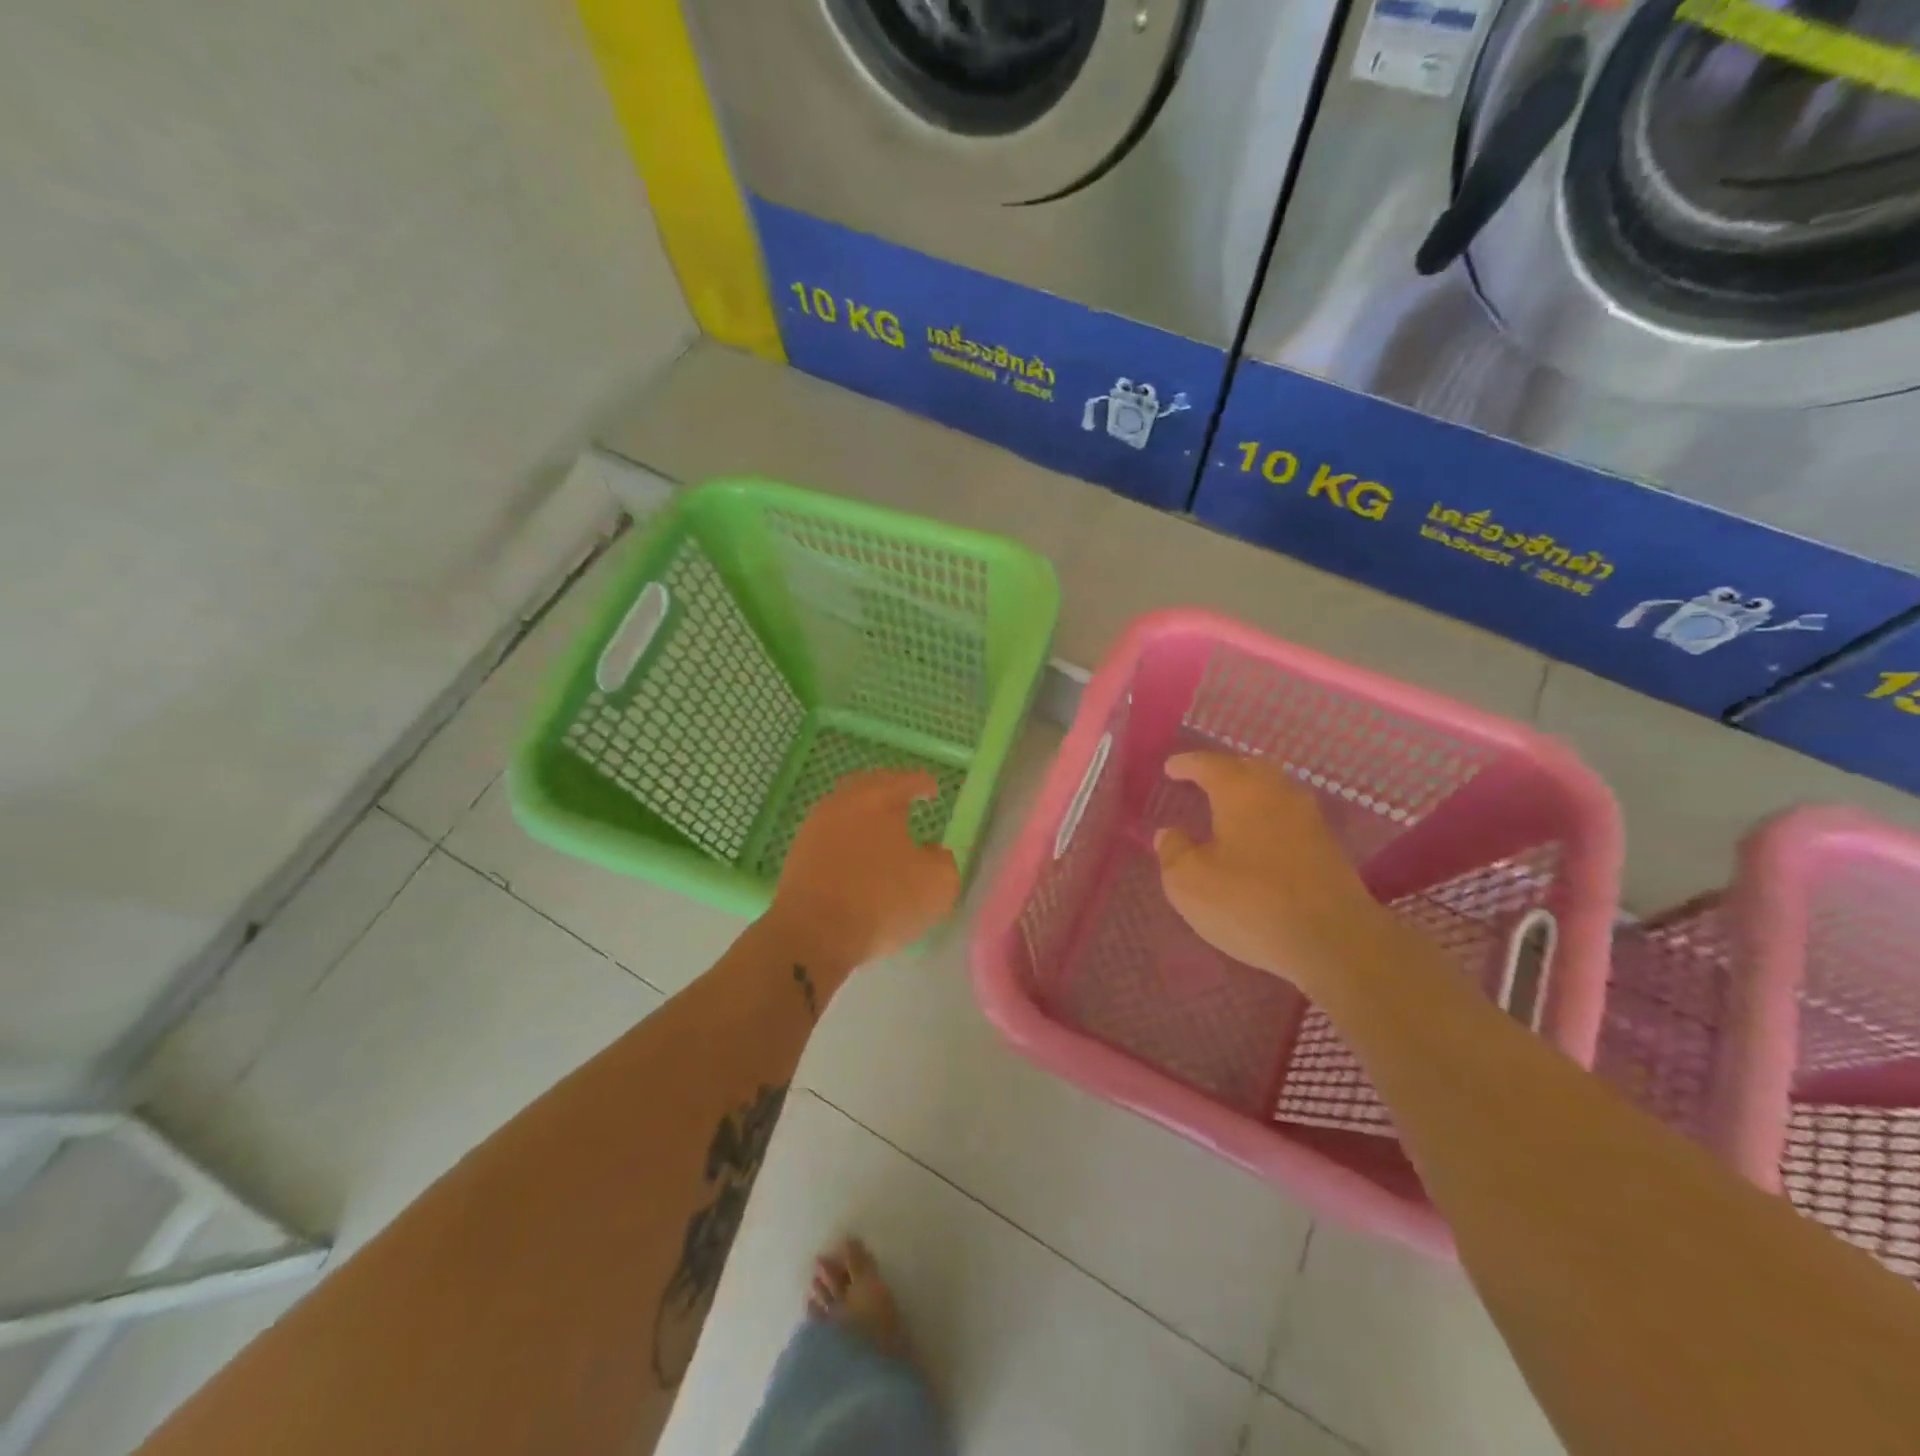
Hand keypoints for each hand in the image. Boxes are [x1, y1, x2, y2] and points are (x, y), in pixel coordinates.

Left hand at [768, 769, 960, 974]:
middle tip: (904, 799)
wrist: (813, 932)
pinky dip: (846, 834)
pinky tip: (855, 853)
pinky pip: (829, 831)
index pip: (908, 780)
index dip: (924, 783)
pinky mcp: (799, 850)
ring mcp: (816, 825)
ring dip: (864, 812)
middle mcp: (845, 802)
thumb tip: (932, 852)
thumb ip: (943, 861)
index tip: (933, 791)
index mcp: (880, 799)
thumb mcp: (937, 885)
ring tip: (880, 828)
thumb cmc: (882, 901)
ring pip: (845, 806)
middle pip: (870, 784)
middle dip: (890, 788)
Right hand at [1154, 751, 1391, 992]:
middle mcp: (1278, 792)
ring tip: (1230, 807)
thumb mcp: (1188, 882)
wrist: (1334, 941)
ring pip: (1274, 791)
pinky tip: (1258, 837)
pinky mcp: (1328, 847)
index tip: (1170, 768)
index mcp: (1241, 790)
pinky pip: (1289, 816)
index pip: (1209, 764)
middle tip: (1203, 781)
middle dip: (1224, 770)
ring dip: (1250, 793)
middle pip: (1249, 768)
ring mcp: (1309, 818)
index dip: (1187, 764)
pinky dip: (1268, 817)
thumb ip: (1173, 851)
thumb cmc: (1249, 903)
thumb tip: (1171, 833)